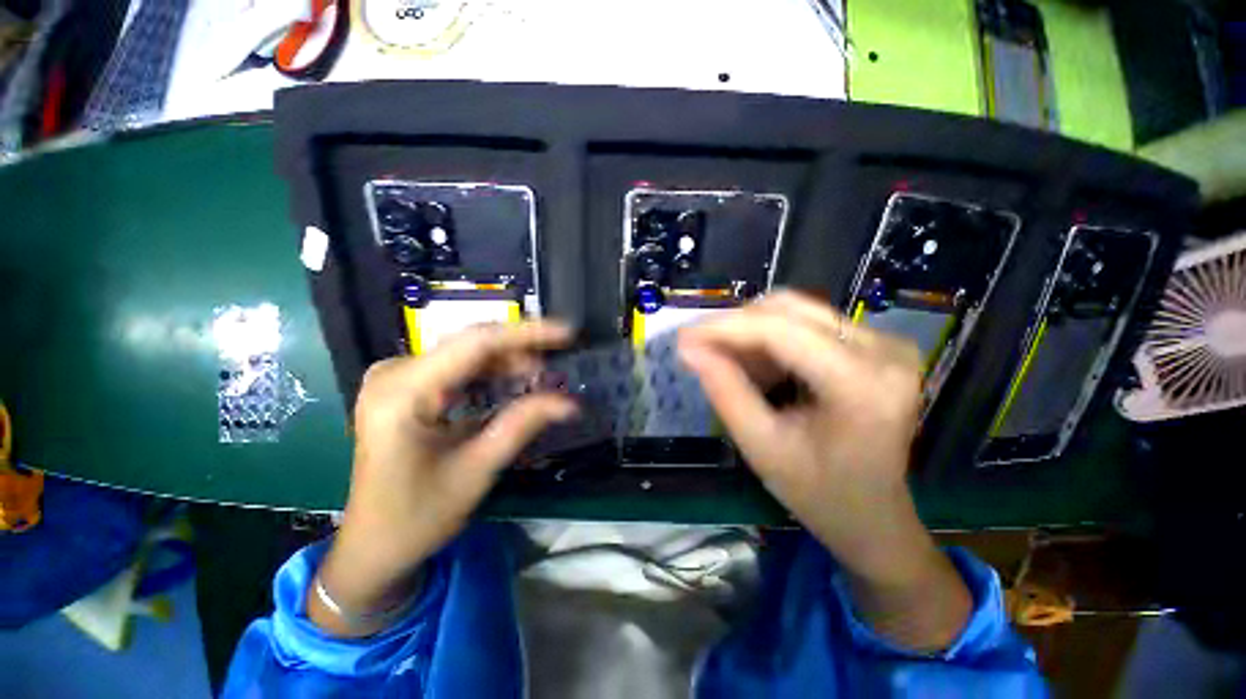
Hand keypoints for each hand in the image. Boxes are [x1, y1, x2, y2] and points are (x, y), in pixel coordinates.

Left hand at [310, 322, 577, 636]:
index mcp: (403, 393)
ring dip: (507, 364)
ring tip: (538, 382)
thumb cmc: (417, 517)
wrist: (372, 545)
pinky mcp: (405, 386)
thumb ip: (523, 425)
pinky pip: (457, 367)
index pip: (476, 344)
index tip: (567, 333)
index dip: (527, 334)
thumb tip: (570, 402)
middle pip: (472, 345)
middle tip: (554, 371)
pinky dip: (490, 374)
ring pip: (467, 353)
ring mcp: (396, 377)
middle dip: (520, 353)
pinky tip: (511, 387)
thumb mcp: (477, 470)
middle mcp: (394, 373)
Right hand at [678, 292, 970, 650]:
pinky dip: (772, 339)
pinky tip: (758, 368)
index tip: (684, 336)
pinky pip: (809, 323)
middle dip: (736, 326)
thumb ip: (725, 392)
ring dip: (752, 332)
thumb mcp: (762, 447)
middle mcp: (884, 350)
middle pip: (789, 310)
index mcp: (863, 384)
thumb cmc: (819, 493)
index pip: (780, 331)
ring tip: (729, 364)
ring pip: (796, 311)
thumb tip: (689, 348)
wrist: (875, 516)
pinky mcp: (876, 344)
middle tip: (702, 349)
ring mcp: (885, 343)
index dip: (725, 328)